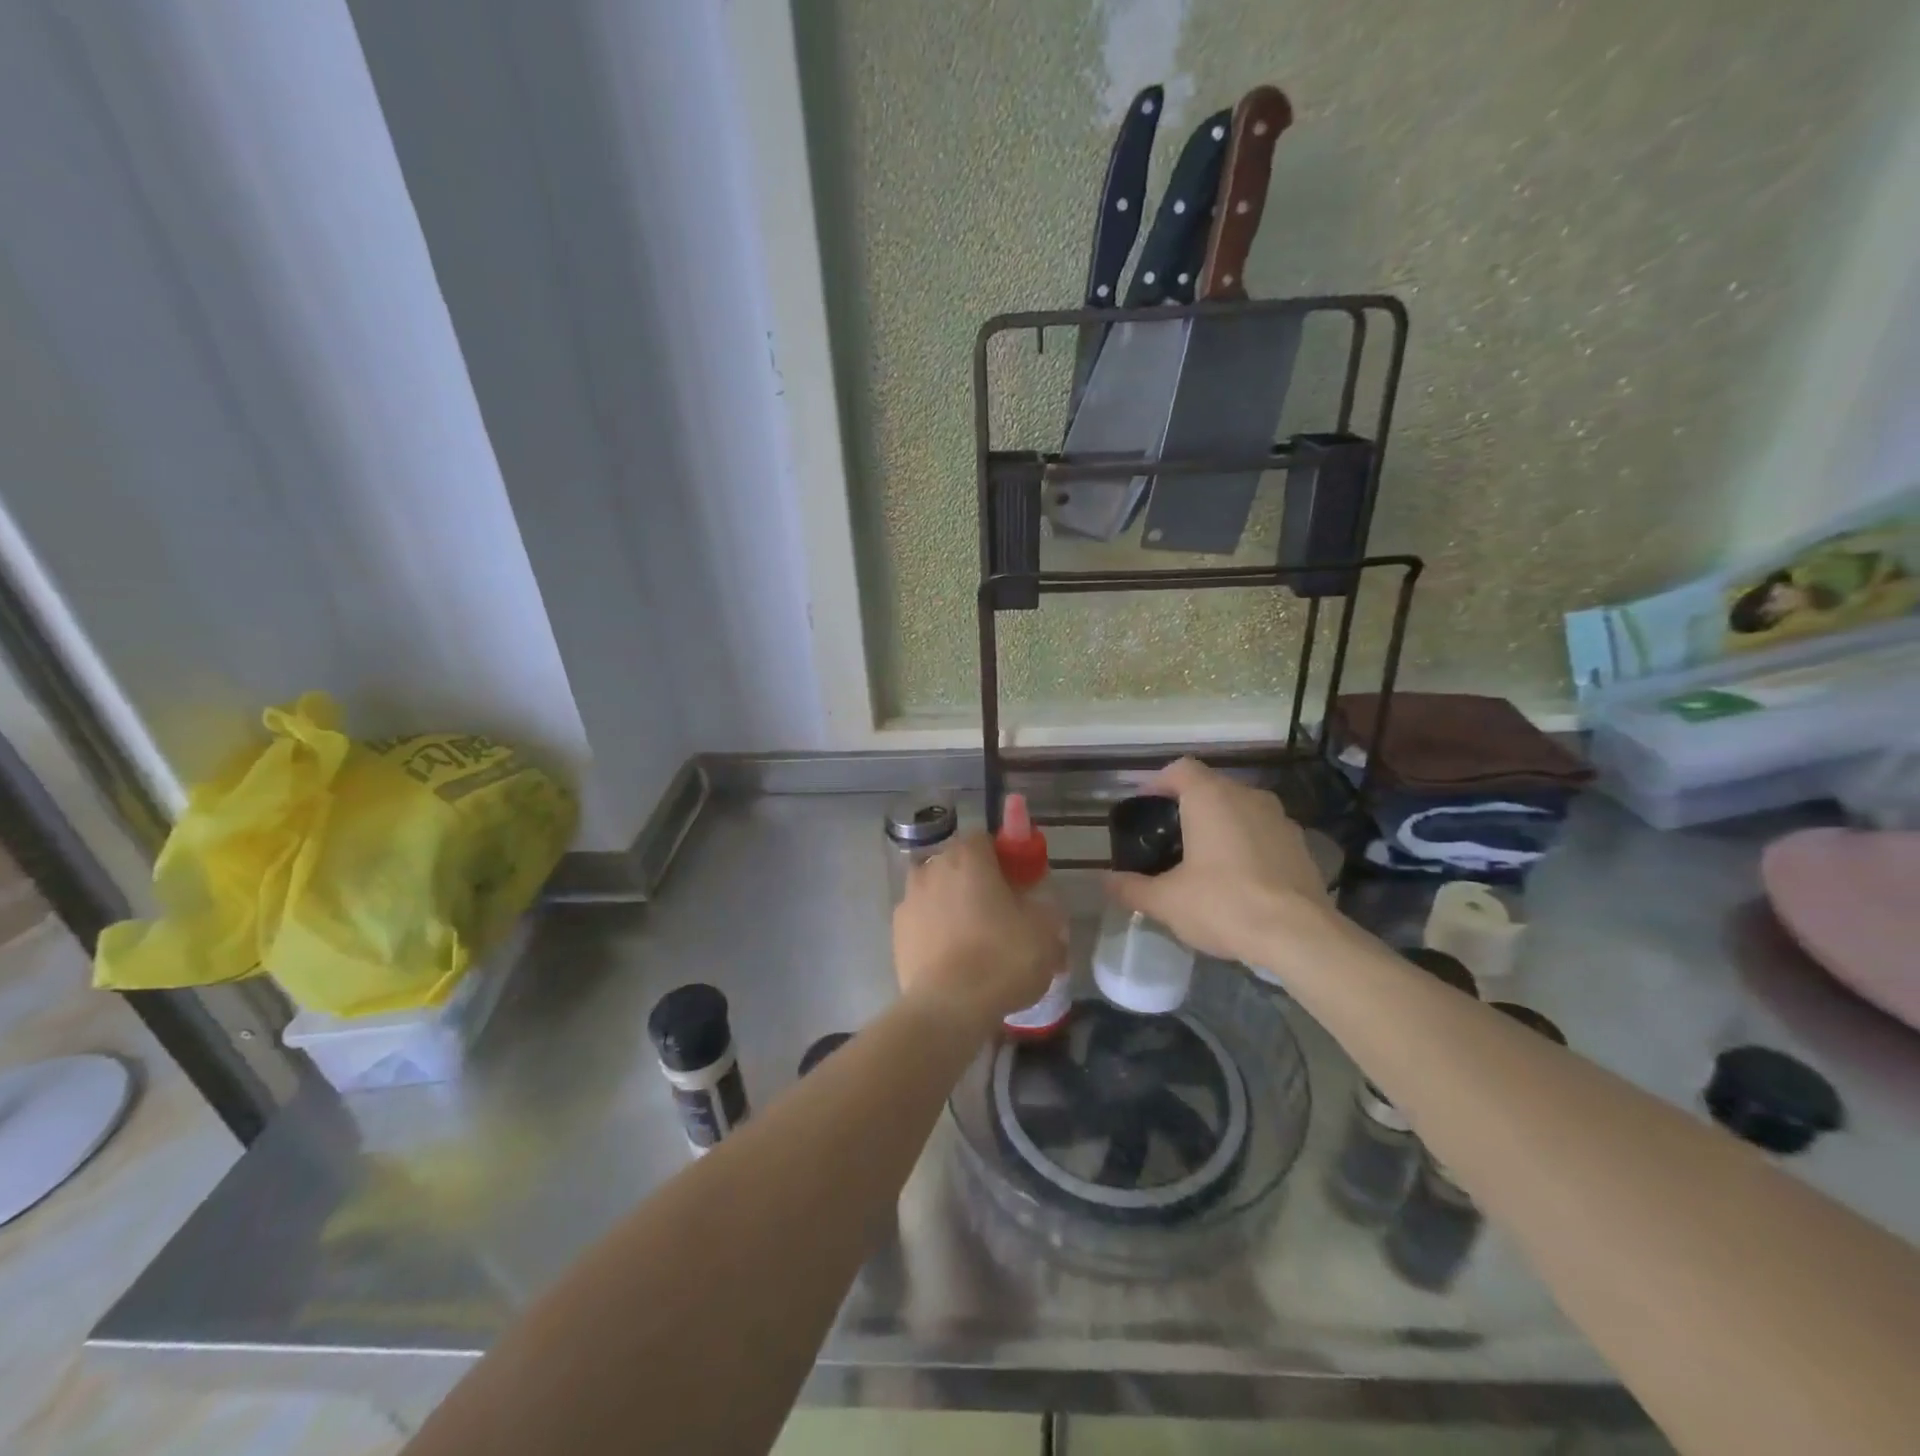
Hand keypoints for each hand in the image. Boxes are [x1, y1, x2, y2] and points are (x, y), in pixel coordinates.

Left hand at [894, 833, 1064, 1029]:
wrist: (948, 1007)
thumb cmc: (1002, 958)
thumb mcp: (1046, 931)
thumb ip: (1045, 907)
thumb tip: (1040, 907)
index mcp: (968, 857)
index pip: (985, 840)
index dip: (1004, 859)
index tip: (1018, 884)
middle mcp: (932, 868)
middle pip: (958, 864)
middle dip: (976, 882)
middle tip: (1000, 914)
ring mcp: (908, 899)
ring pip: (937, 892)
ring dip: (952, 906)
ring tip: (973, 941)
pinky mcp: (896, 932)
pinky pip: (922, 921)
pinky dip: (935, 931)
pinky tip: (952, 959)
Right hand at [1106, 757, 1340, 968]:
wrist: (1299, 936)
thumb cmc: (1224, 904)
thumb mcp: (1166, 901)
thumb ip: (1131, 887)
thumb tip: (1104, 881)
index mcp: (1210, 797)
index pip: (1180, 769)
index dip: (1158, 782)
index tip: (1145, 807)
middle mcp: (1247, 796)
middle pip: (1211, 787)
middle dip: (1188, 805)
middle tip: (1168, 836)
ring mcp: (1280, 818)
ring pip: (1240, 808)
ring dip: (1221, 823)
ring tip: (1203, 857)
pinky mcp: (1301, 844)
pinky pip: (1263, 831)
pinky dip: (1247, 843)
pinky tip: (1239, 876)